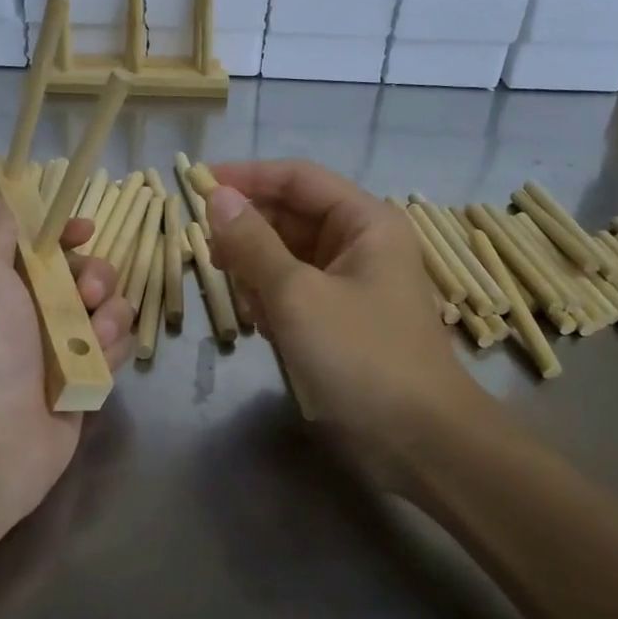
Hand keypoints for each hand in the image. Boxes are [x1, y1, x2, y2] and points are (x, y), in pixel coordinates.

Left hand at [0, 196, 134, 523]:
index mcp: (6, 286)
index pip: (46, 248)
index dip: (67, 235)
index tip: (84, 230)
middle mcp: (35, 314)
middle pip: (87, 276)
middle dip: (96, 276)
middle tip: (86, 292)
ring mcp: (62, 350)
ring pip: (109, 311)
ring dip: (108, 315)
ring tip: (92, 336)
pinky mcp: (86, 381)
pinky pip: (116, 350)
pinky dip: (112, 350)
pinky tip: (96, 361)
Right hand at [206, 160, 482, 490]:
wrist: (418, 441)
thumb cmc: (361, 356)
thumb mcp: (297, 295)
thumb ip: (253, 242)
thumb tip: (217, 197)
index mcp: (364, 221)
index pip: (297, 178)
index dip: (248, 177)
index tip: (199, 185)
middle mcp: (360, 243)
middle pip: (291, 216)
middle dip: (250, 232)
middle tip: (210, 255)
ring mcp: (351, 282)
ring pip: (288, 256)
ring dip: (258, 271)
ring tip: (242, 300)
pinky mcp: (341, 318)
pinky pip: (295, 290)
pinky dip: (272, 300)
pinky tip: (261, 326)